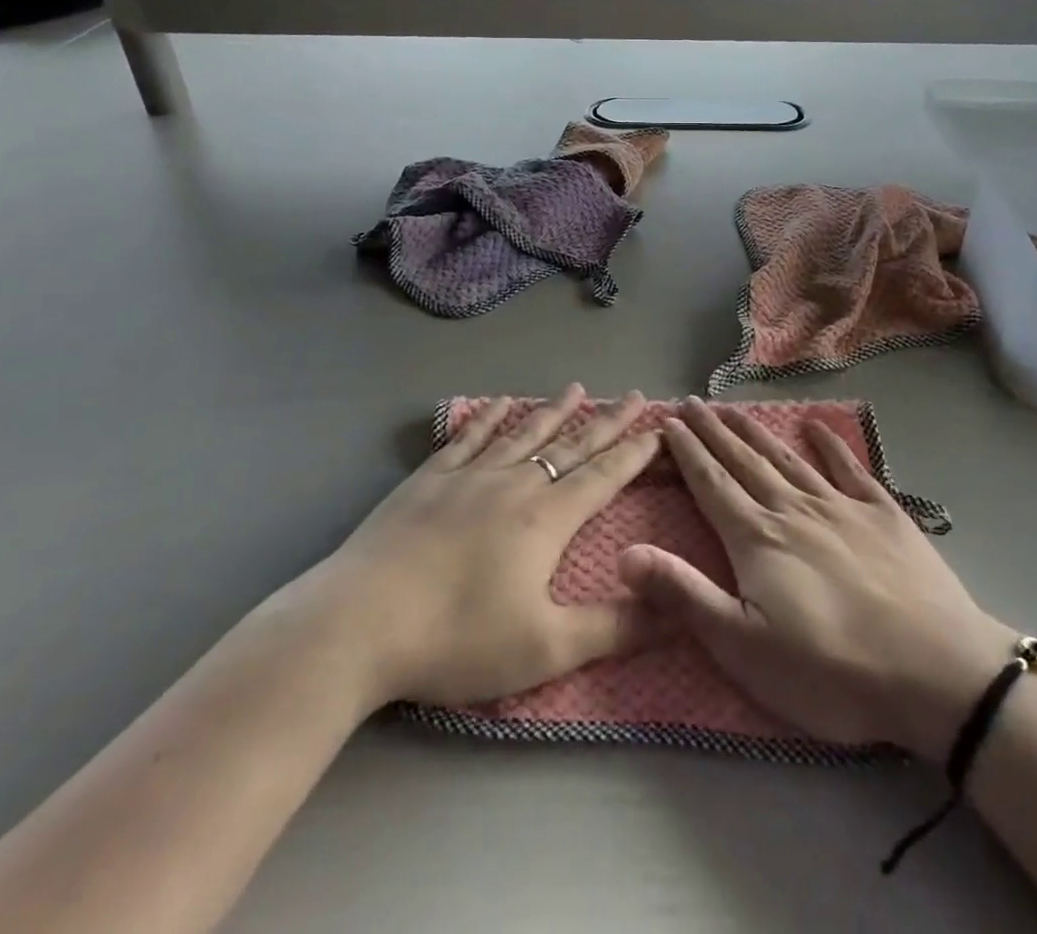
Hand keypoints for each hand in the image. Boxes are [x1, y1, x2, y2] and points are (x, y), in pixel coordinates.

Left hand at [287, 385, 661, 708]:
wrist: (359, 623)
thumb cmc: (457, 638)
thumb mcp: (546, 647)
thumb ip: (614, 628)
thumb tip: (678, 611)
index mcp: (546, 518)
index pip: (603, 475)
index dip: (634, 452)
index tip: (658, 428)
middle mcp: (513, 484)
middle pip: (570, 445)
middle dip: (606, 421)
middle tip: (632, 395)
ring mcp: (468, 476)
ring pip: (522, 433)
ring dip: (553, 411)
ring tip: (576, 388)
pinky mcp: (428, 480)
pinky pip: (468, 438)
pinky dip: (489, 416)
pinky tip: (500, 402)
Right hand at [620, 399, 1017, 761]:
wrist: (937, 671)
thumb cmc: (832, 670)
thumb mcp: (744, 647)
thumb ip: (684, 595)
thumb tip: (624, 553)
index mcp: (756, 539)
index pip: (711, 484)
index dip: (687, 452)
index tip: (668, 422)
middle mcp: (792, 509)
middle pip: (744, 461)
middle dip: (713, 431)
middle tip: (692, 402)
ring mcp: (840, 506)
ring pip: (787, 458)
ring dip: (757, 431)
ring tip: (733, 409)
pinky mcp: (883, 513)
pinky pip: (849, 468)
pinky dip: (830, 444)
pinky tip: (816, 425)